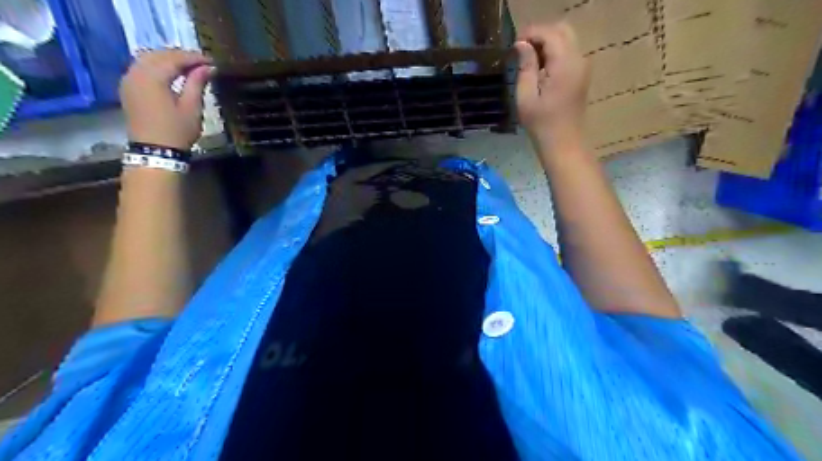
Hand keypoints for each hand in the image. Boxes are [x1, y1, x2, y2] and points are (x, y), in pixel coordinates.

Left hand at [121, 51, 214, 150]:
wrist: (154, 151)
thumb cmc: (177, 131)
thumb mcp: (192, 107)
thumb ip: (197, 83)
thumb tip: (208, 68)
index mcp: (152, 77)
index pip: (174, 58)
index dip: (194, 58)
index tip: (212, 61)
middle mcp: (136, 73)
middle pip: (158, 55)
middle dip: (180, 56)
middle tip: (202, 63)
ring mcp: (128, 80)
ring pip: (148, 59)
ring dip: (168, 60)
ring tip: (188, 68)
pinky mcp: (128, 88)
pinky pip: (141, 68)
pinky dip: (157, 67)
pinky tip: (171, 74)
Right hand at [511, 21, 590, 147]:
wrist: (564, 143)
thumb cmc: (541, 124)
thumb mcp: (526, 96)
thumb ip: (526, 66)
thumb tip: (522, 44)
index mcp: (565, 64)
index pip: (550, 33)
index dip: (531, 33)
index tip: (514, 44)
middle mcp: (578, 59)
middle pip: (562, 30)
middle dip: (540, 34)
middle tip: (521, 50)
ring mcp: (582, 67)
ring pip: (566, 39)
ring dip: (547, 43)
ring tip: (528, 60)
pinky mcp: (581, 75)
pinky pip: (568, 52)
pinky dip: (554, 53)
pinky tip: (540, 69)